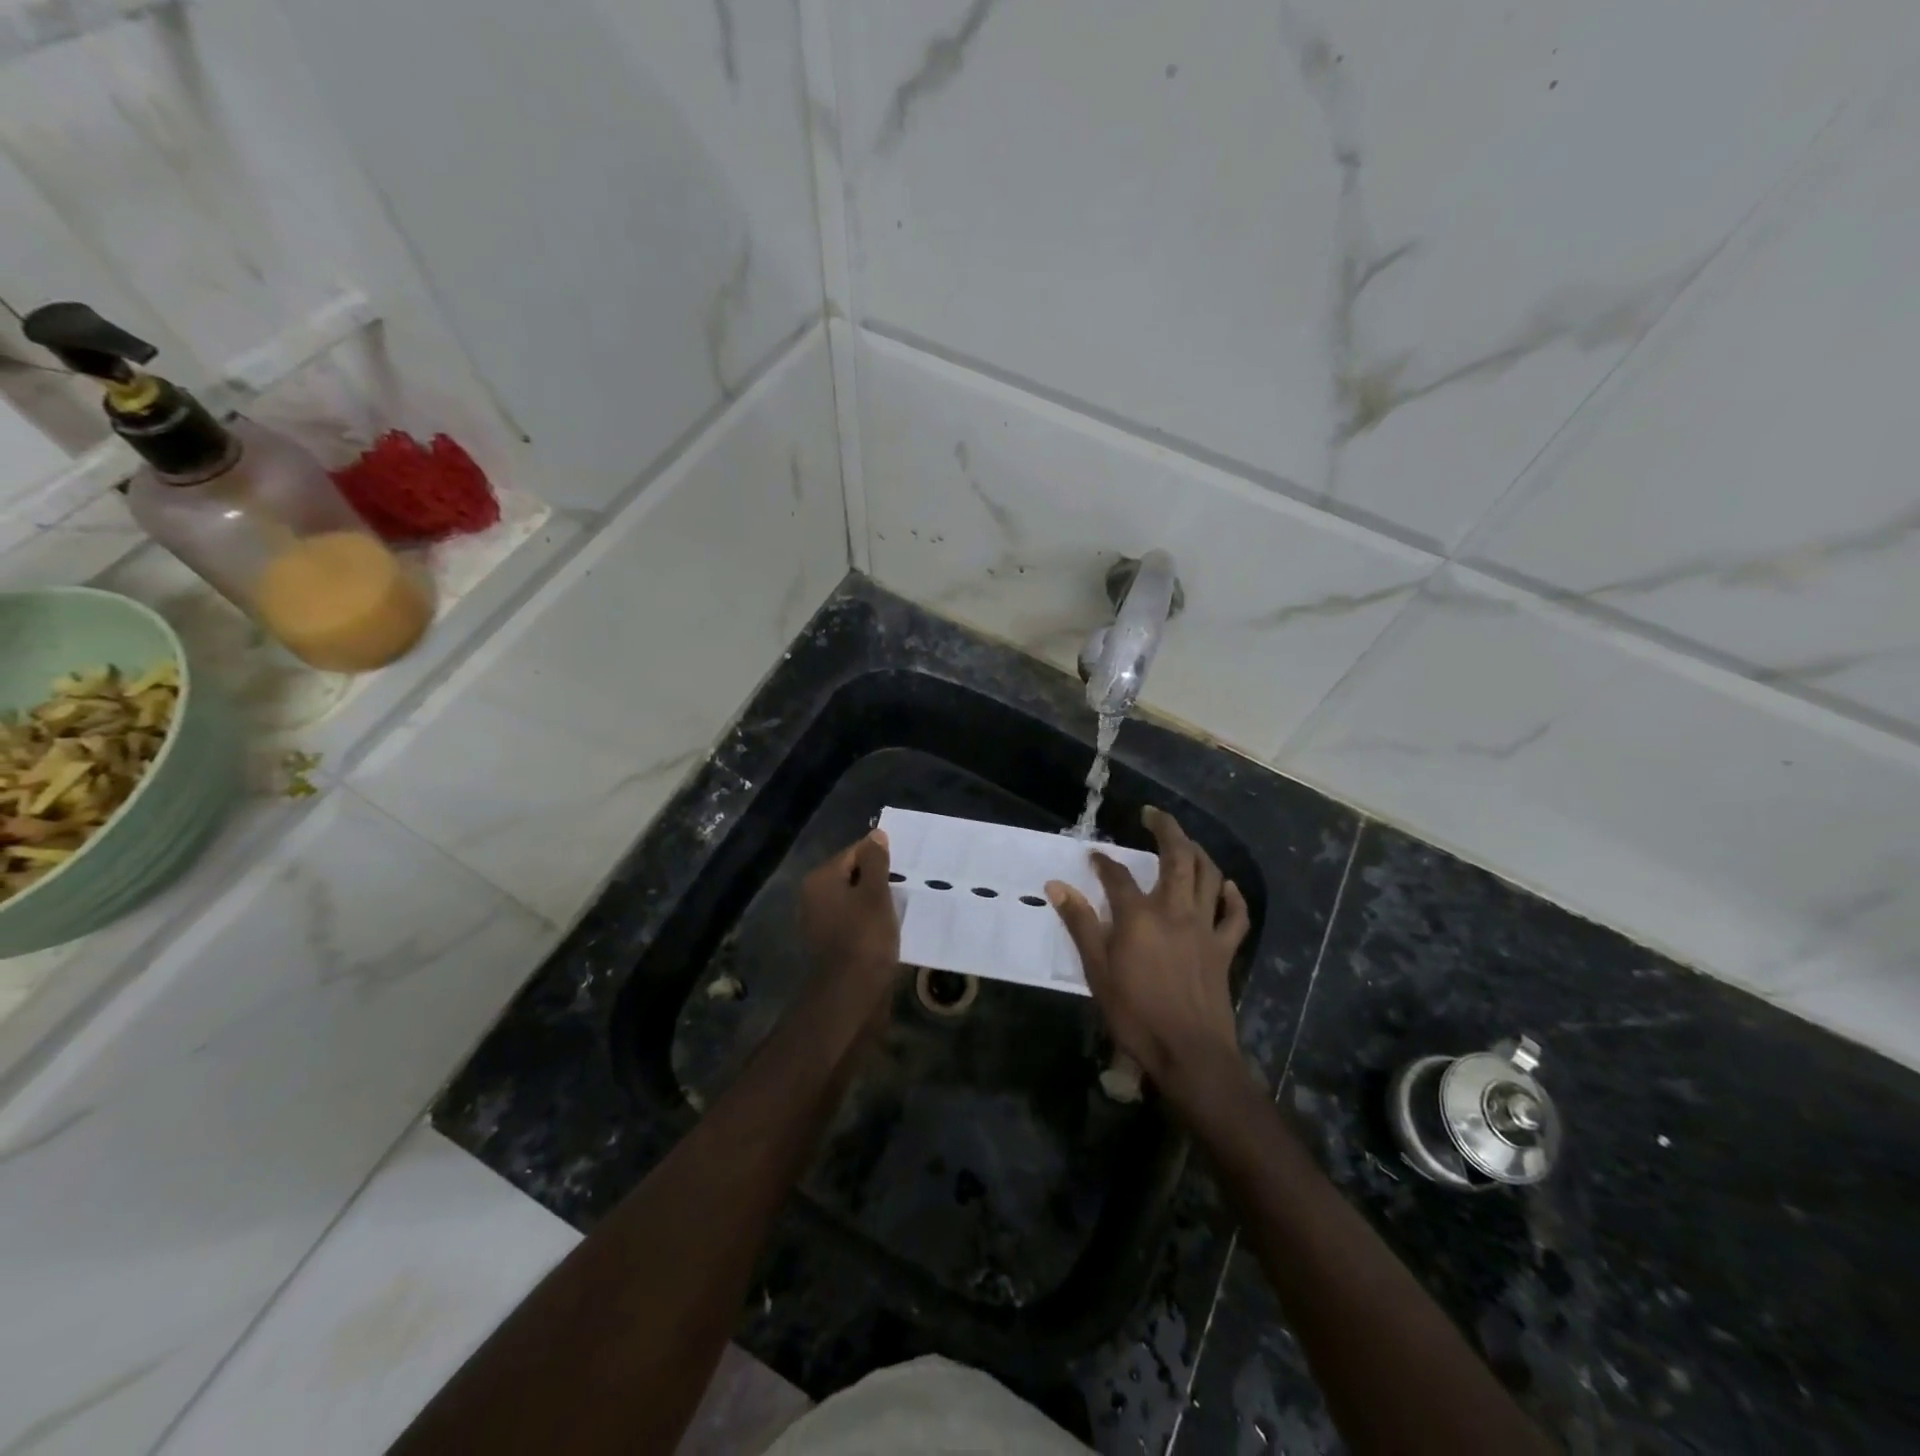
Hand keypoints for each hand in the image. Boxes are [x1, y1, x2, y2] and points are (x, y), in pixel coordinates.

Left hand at [800, 829, 899, 1007]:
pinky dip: (870, 922)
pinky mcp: (831, 944)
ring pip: (854, 900)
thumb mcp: (875, 893)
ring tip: (902, 907)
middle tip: (907, 887)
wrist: (849, 995)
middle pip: (853, 876)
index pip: (854, 852)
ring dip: (875, 903)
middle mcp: (814, 897)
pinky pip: (854, 922)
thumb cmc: (864, 938)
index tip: (905, 868)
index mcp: (820, 879)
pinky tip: (889, 929)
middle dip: (878, 880)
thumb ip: (875, 862)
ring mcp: (820, 922)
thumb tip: (875, 834)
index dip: (881, 858)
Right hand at [1046, 807, 1250, 1096]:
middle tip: (1153, 814)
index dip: (1103, 862)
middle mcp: (1175, 911)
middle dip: (1166, 829)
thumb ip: (1080, 924)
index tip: (1094, 855)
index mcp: (1139, 916)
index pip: (1117, 876)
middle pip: (1177, 858)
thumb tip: (1057, 885)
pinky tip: (1228, 886)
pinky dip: (1233, 896)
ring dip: (1198, 852)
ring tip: (1185, 841)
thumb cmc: (1136, 1015)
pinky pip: (1235, 916)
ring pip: (1209, 876)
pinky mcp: (1224, 949)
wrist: (1190, 1054)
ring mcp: (1204, 928)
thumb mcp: (1097, 971)